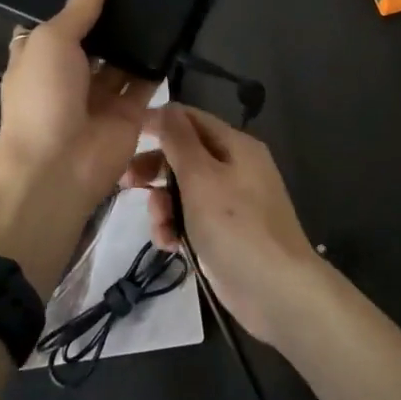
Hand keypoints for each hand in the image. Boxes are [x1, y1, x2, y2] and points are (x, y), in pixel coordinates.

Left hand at [0, 0, 151, 295]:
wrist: (57, 169)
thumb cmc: (42, 97)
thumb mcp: (52, 40)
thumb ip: (78, 6)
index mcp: (39, 56)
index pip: (58, 20)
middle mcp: (69, 73)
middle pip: (95, 37)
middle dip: (112, 14)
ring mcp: (100, 94)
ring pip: (122, 57)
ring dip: (138, 34)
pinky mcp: (129, 112)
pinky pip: (146, 80)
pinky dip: (158, 60)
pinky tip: (176, 29)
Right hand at [122, 104, 326, 344]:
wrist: (277, 292)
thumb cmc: (236, 226)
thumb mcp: (201, 177)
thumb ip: (179, 140)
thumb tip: (166, 107)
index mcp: (235, 145)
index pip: (190, 119)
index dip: (158, 122)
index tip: (123, 135)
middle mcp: (234, 168)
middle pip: (184, 155)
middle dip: (155, 168)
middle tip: (125, 182)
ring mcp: (229, 203)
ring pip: (183, 190)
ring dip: (163, 205)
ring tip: (159, 226)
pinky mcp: (223, 234)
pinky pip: (190, 219)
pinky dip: (176, 227)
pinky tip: (169, 245)